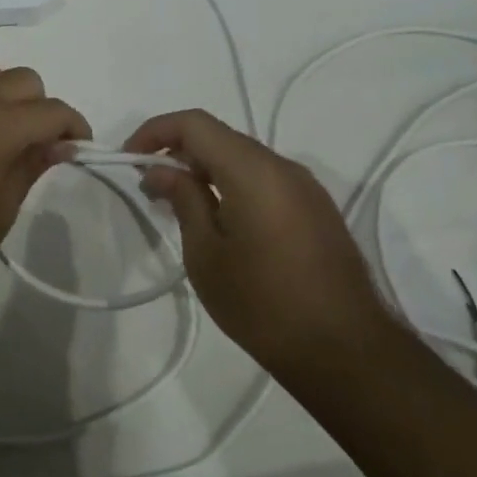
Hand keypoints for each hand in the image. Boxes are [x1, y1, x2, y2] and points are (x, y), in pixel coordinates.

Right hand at [123, 110, 392, 376]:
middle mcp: (283, 166)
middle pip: (221, 137)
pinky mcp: (316, 210)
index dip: (156, 131)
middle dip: (179, 151)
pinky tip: (218, 220)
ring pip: (243, 158)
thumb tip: (161, 169)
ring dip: (206, 169)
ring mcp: (305, 187)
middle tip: (150, 187)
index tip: (129, 158)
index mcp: (253, 170)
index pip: (195, 123)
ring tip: (179, 205)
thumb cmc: (264, 304)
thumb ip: (183, 200)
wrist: (346, 352)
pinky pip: (265, 180)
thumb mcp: (206, 254)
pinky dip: (233, 184)